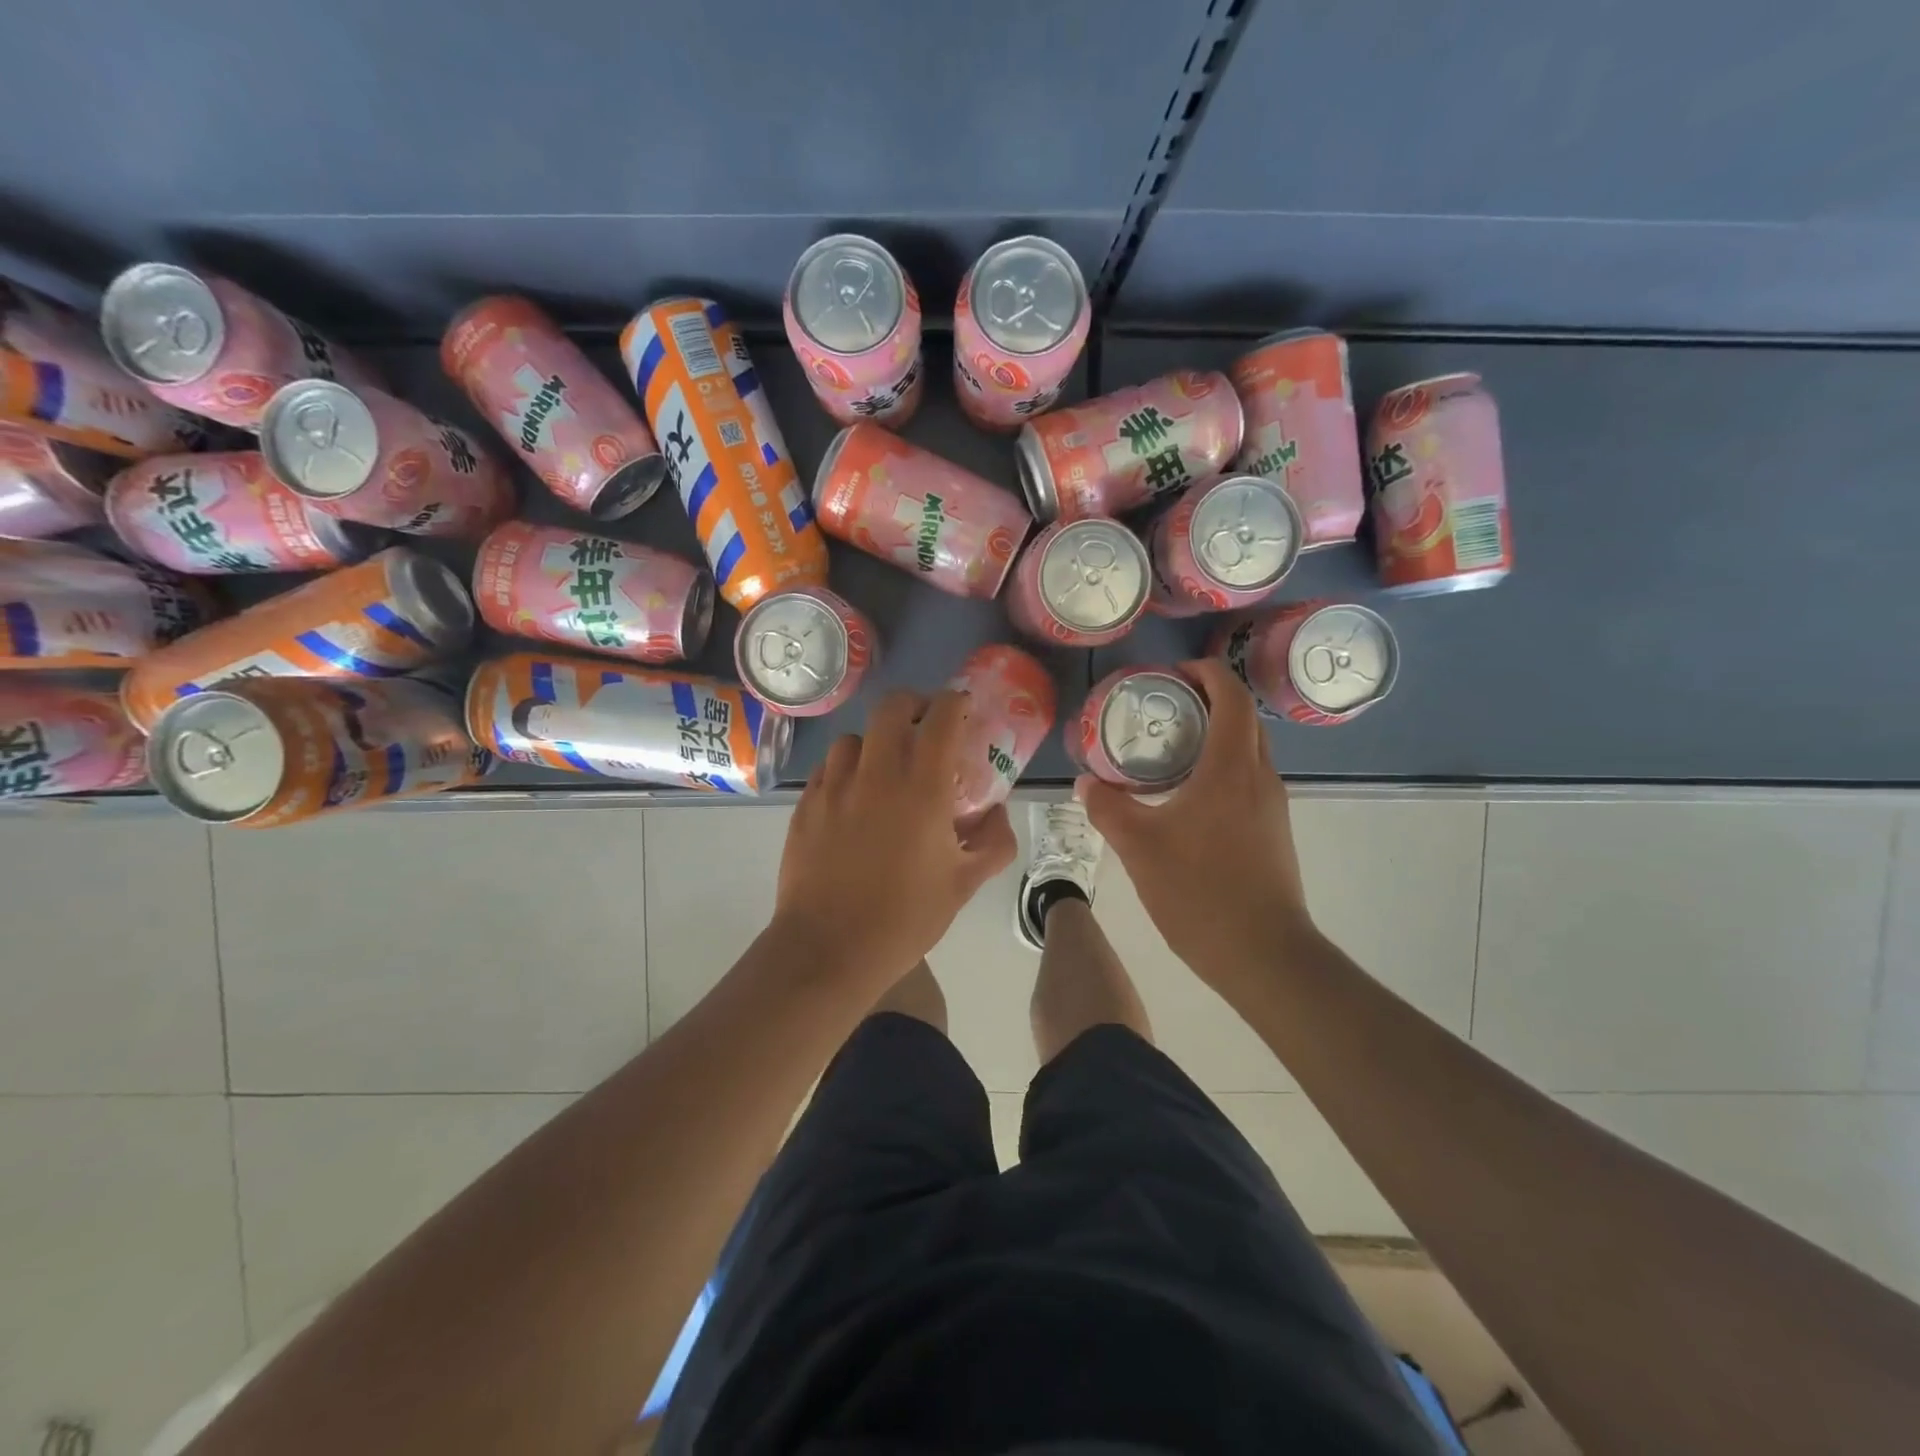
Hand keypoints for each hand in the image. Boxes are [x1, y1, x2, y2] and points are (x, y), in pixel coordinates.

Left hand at [775, 688, 1017, 987]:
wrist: (828, 949)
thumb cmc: (904, 918)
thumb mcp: (964, 885)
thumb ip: (993, 842)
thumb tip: (998, 813)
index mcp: (921, 788)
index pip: (940, 717)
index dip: (954, 702)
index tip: (962, 709)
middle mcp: (876, 773)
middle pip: (891, 707)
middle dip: (913, 706)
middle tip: (924, 728)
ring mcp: (834, 786)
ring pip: (853, 738)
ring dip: (875, 743)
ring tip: (883, 770)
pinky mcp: (805, 805)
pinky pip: (827, 768)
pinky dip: (845, 770)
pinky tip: (852, 799)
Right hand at [1077, 658, 1313, 986]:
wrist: (1264, 954)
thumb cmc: (1201, 891)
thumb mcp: (1139, 848)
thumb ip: (1108, 809)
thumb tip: (1086, 784)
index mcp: (1231, 768)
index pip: (1231, 696)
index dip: (1205, 673)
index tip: (1171, 674)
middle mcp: (1260, 777)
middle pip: (1243, 719)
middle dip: (1209, 701)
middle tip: (1165, 708)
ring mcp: (1272, 806)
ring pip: (1248, 752)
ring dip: (1216, 737)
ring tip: (1170, 750)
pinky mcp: (1273, 832)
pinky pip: (1248, 781)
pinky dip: (1221, 770)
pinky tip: (1187, 799)